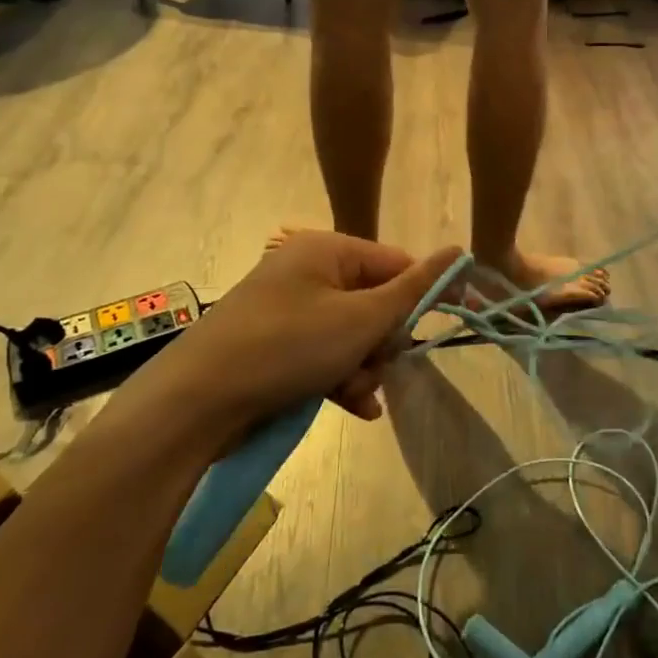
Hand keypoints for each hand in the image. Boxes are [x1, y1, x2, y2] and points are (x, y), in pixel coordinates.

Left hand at [134, 232, 460, 454]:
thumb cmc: (288, 347)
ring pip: (351, 334)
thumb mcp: (361, 318)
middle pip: (374, 301)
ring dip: (364, 366)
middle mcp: (307, 271)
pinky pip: (324, 354)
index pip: (396, 262)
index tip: (449, 327)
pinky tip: (353, 408)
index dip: (425, 295)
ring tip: (357, 393)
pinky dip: (340, 378)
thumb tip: (460, 251)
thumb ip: (415, 288)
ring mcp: (288, 309)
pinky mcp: (275, 345)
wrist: (197, 401)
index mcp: (327, 249)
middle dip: (383, 341)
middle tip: (377, 366)